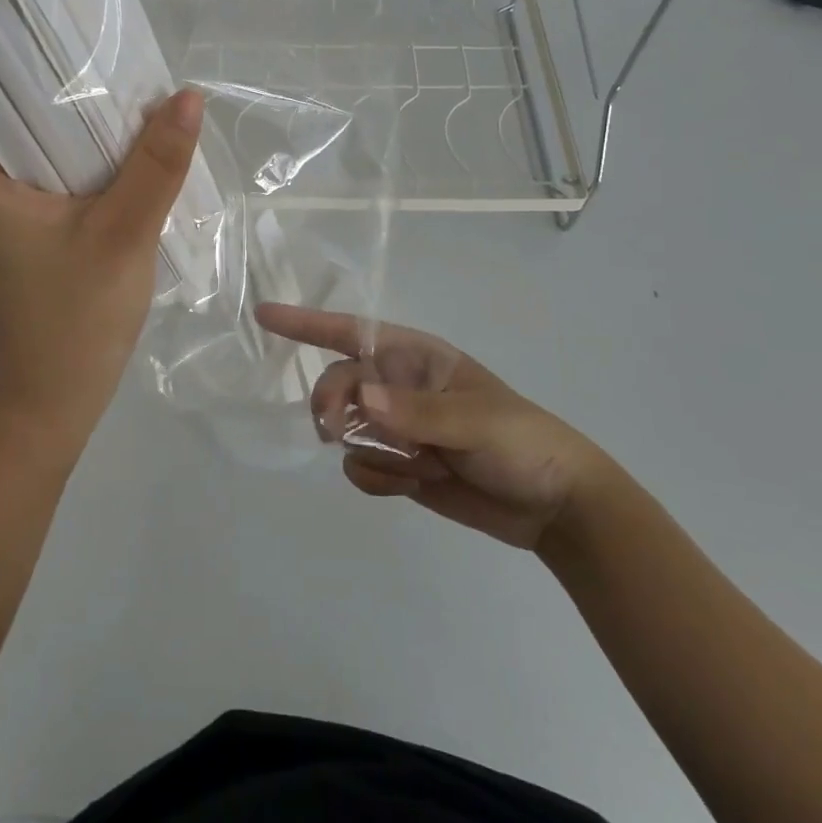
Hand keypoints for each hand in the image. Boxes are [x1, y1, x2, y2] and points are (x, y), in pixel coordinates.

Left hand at [0, 67, 202, 444]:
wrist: (52, 399)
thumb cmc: (72, 320)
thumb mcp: (122, 237)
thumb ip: (156, 167)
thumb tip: (186, 97)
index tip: (13, 19)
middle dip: (16, 65)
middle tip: (71, 34)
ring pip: (5, 132)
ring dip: (42, 103)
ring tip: (95, 72)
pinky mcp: (17, 224)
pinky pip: (29, 162)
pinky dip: (57, 139)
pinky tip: (106, 135)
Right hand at [256, 304, 621, 550]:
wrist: (556, 506)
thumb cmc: (521, 442)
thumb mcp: (475, 420)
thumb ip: (416, 411)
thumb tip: (361, 398)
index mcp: (416, 358)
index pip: (350, 332)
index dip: (306, 323)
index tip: (265, 315)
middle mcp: (399, 387)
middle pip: (339, 384)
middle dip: (333, 406)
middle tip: (336, 431)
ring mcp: (398, 428)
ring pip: (347, 429)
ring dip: (367, 449)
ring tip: (414, 465)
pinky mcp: (400, 467)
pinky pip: (361, 467)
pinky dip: (376, 479)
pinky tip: (412, 486)